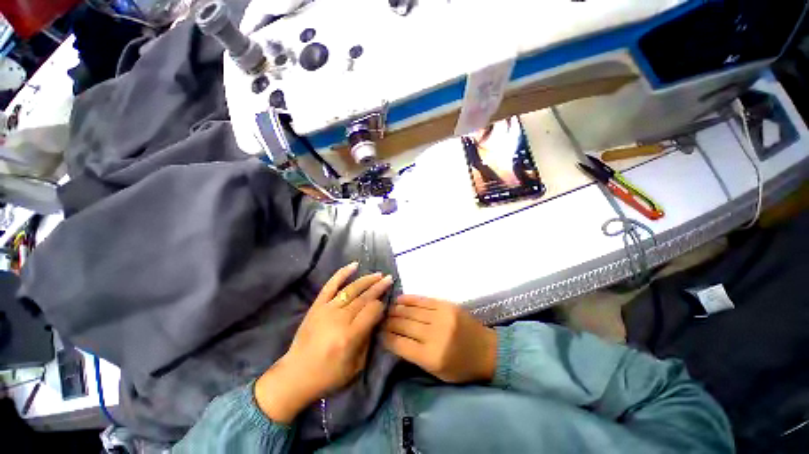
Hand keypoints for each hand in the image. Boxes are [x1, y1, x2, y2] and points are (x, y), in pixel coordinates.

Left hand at [255, 262, 391, 423]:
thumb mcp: (356, 366)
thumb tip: (376, 317)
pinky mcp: (317, 306)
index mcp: (349, 336)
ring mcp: (326, 310)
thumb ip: (368, 339)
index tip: (385, 304)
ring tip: (378, 274)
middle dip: (378, 287)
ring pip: (351, 289)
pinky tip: (354, 265)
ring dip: (367, 280)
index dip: (381, 305)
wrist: (296, 375)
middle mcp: (339, 319)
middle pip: (364, 298)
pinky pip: (331, 285)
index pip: (372, 311)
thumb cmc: (328, 375)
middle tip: (389, 279)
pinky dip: (342, 273)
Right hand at [382, 295, 496, 383]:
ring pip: (412, 311)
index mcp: (432, 357)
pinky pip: (424, 300)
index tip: (377, 332)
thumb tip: (393, 339)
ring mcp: (442, 317)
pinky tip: (399, 299)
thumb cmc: (461, 367)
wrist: (487, 350)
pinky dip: (410, 299)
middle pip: (404, 325)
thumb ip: (414, 356)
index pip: (400, 344)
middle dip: (389, 322)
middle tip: (379, 318)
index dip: (386, 337)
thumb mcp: (437, 372)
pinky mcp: (447, 305)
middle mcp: (435, 335)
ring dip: (396, 309)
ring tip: (386, 308)